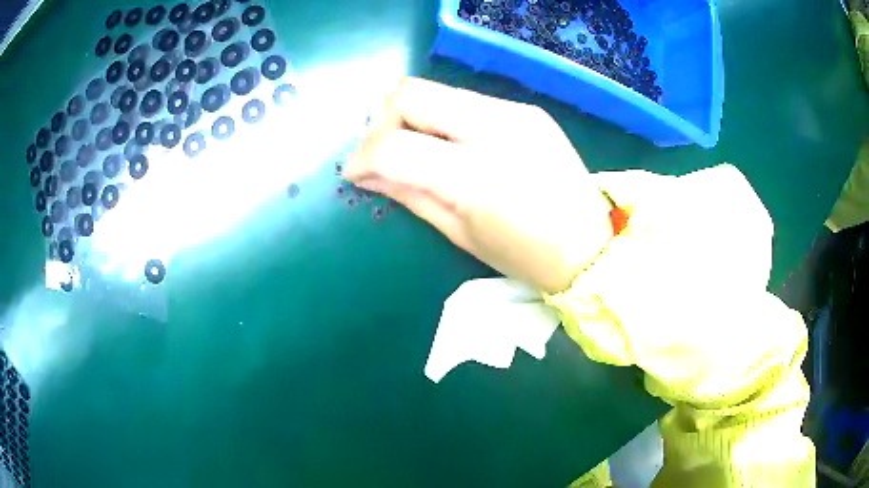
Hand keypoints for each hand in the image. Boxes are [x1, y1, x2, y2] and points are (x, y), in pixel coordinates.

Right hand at [344, 78, 613, 293]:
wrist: (591, 245)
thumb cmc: (524, 256)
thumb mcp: (459, 233)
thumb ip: (409, 194)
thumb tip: (367, 174)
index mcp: (475, 175)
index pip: (394, 146)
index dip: (362, 158)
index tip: (355, 174)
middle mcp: (495, 129)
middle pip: (409, 93)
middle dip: (382, 122)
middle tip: (384, 154)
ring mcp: (515, 112)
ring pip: (437, 90)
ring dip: (413, 117)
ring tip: (417, 151)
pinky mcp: (527, 109)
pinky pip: (466, 101)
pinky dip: (445, 119)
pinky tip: (453, 147)